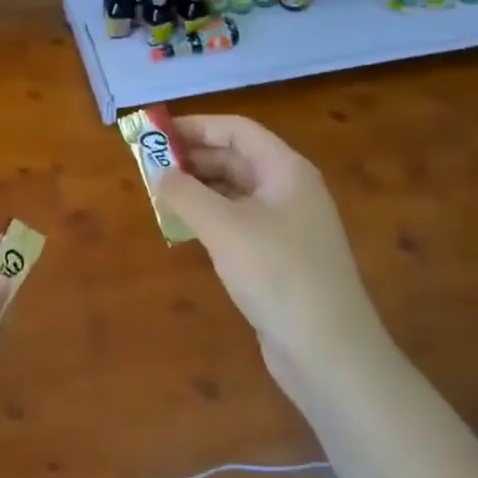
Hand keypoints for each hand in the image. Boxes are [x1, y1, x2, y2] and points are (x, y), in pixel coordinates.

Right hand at [154, 115, 384, 386]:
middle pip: (236, 158)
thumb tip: (159, 172)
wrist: (328, 351)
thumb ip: (186, 194)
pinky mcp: (279, 257)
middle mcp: (289, 190)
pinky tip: (184, 229)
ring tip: (159, 195)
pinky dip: (210, 218)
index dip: (196, 127)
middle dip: (193, 158)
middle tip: (148, 166)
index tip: (156, 133)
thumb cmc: (277, 274)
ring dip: (198, 189)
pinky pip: (238, 222)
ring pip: (235, 192)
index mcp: (285, 170)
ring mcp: (287, 225)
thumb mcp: (224, 228)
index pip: (237, 130)